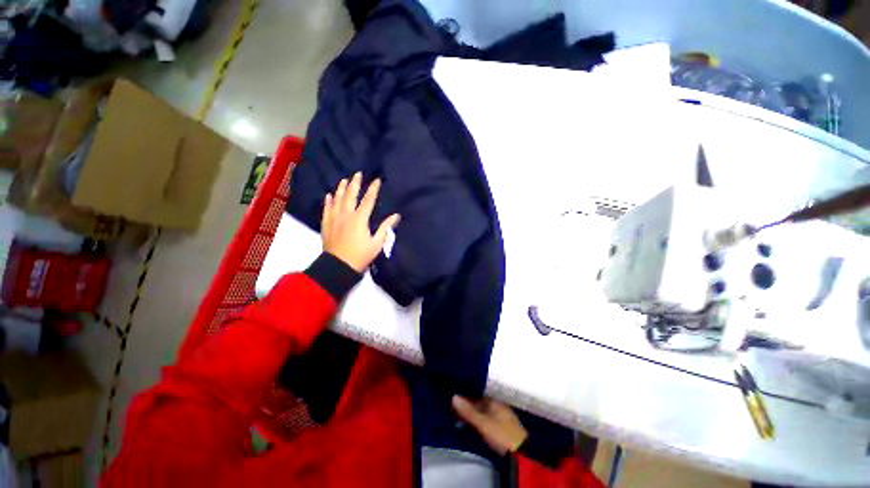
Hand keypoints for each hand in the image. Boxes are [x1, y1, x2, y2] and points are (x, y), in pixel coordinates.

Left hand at [322, 172, 399, 272]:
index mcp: (360, 219)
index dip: (373, 189)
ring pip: (337, 200)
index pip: (368, 200)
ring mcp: (334, 219)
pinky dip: (328, 201)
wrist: (338, 266)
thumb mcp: (377, 243)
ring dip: (341, 189)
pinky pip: (326, 209)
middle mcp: (346, 215)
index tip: (376, 180)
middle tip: (357, 174)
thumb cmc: (361, 255)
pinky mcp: (326, 224)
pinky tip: (328, 195)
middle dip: (355, 184)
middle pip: (350, 195)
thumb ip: (385, 228)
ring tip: (343, 180)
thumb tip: (396, 215)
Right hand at [452, 396, 527, 455]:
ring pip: (483, 411)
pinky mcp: (502, 428)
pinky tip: (471, 424)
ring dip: (473, 413)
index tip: (455, 393)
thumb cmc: (501, 434)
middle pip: (481, 402)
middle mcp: (498, 405)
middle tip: (454, 407)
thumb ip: (469, 411)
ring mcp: (501, 416)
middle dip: (469, 404)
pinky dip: (478, 420)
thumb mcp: (483, 423)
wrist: (521, 454)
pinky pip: (486, 418)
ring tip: (458, 416)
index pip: (479, 392)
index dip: (468, 392)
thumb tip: (453, 396)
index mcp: (495, 400)